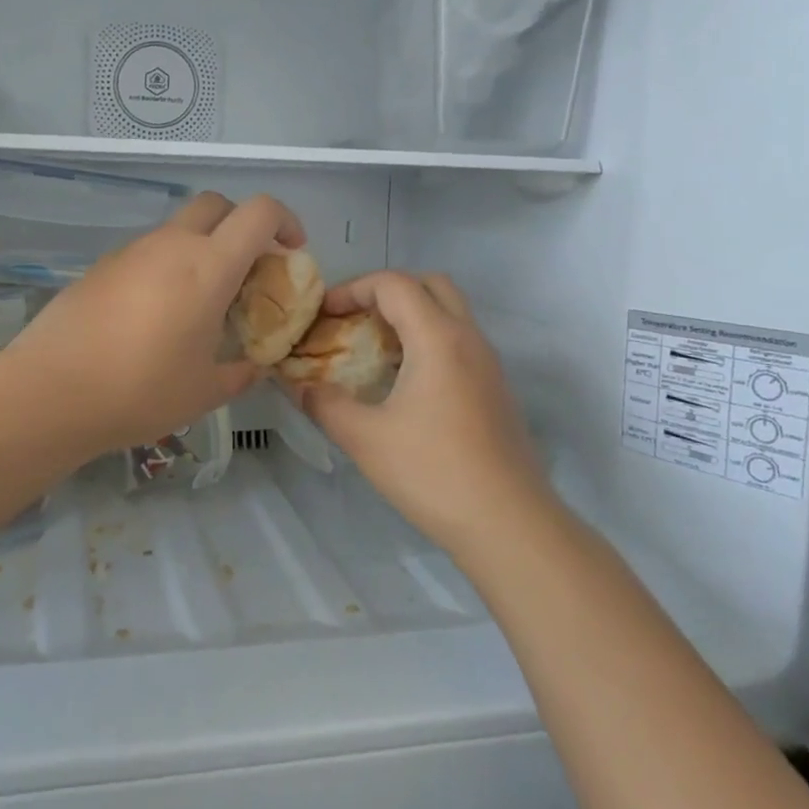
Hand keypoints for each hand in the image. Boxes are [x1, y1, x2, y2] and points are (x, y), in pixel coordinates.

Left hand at [6, 192, 304, 457]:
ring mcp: (131, 251)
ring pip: (178, 229)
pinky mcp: (101, 266)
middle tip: (247, 268)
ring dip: (200, 248)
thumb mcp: (204, 391)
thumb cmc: (141, 390)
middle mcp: (170, 245)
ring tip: (200, 302)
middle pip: (216, 204)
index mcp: (208, 266)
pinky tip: (155, 315)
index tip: (291, 251)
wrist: (52, 392)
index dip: (285, 221)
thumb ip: (240, 373)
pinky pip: (146, 252)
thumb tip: (254, 366)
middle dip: (240, 224)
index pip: (259, 212)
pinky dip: (165, 267)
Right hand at [292, 272, 555, 558]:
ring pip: (449, 313)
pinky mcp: (496, 389)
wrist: (510, 524)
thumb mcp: (365, 439)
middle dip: (386, 292)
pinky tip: (403, 382)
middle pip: (429, 285)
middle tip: (354, 320)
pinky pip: (459, 342)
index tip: (324, 314)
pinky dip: (427, 341)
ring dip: (409, 317)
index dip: (352, 289)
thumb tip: (298, 386)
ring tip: (373, 349)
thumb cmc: (433, 473)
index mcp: (438, 338)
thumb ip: (325, 404)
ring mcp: (489, 364)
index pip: (394, 284)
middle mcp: (468, 339)